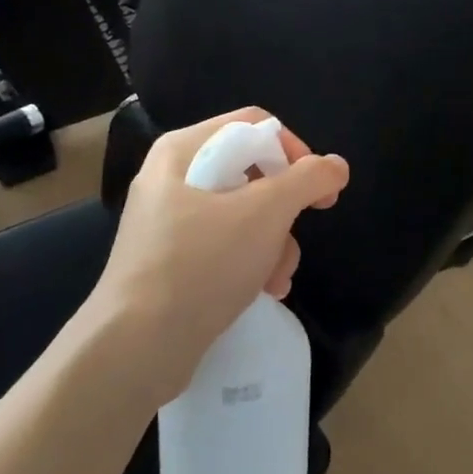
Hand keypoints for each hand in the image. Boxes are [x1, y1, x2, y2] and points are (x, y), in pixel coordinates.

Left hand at [93, 108, 348, 403]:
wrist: (136, 349)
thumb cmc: (201, 265)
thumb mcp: (264, 213)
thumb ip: (307, 180)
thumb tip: (336, 166)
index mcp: (182, 150)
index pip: (253, 125)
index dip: (294, 150)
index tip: (319, 188)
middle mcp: (172, 178)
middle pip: (251, 172)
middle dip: (283, 211)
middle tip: (298, 235)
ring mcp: (169, 222)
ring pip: (243, 215)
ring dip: (273, 245)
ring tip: (278, 278)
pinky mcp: (171, 262)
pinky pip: (224, 247)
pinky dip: (250, 264)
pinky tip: (264, 291)